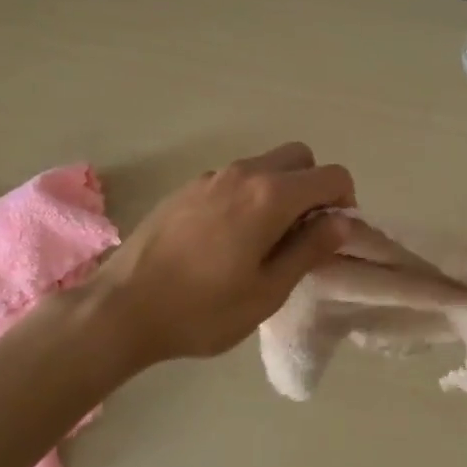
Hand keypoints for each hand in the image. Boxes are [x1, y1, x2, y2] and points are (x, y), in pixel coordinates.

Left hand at [89, 143, 355, 365]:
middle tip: (303, 232)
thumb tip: (343, 220)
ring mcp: (211, 177)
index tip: (332, 235)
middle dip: (313, 187)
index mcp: (270, 195)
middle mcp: (243, 173)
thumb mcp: (268, 290)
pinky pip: (234, 179)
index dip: (344, 201)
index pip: (331, 175)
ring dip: (280, 190)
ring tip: (265, 239)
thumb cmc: (203, 309)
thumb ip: (310, 248)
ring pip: (264, 165)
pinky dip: (249, 195)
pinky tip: (228, 239)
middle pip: (299, 158)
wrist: (122, 307)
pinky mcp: (187, 188)